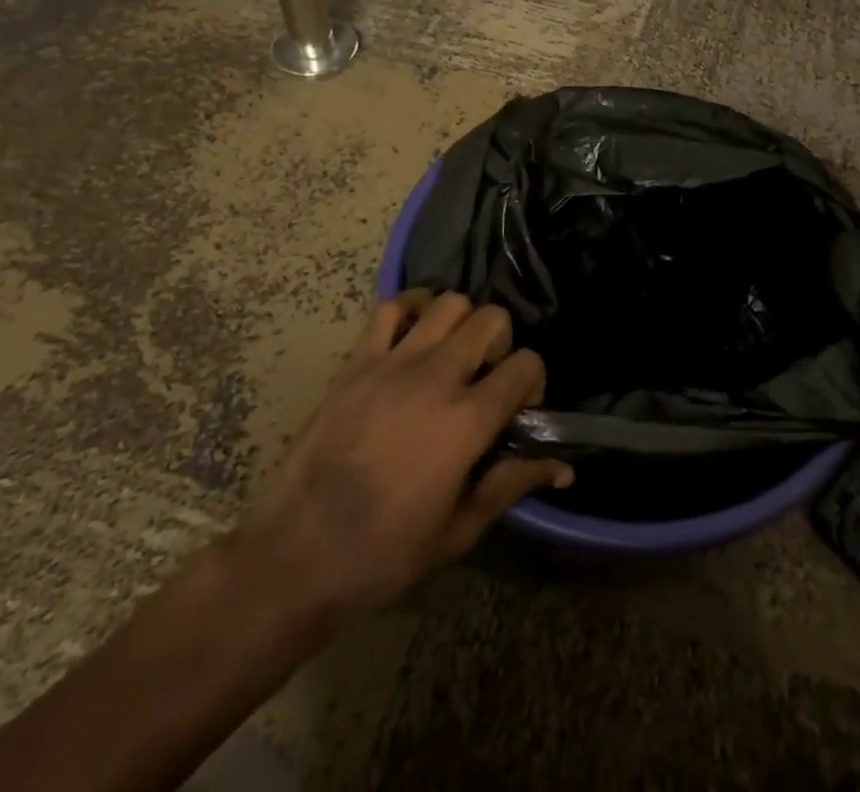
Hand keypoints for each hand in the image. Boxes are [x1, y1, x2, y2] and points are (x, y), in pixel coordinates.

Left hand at [225, 291, 569, 646]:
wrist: (295, 556)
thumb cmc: (383, 553)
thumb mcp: (459, 530)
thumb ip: (512, 484)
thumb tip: (565, 469)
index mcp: (468, 420)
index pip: (527, 364)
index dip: (533, 382)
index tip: (518, 411)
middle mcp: (437, 377)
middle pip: (492, 319)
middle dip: (501, 344)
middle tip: (485, 379)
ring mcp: (393, 363)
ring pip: (449, 302)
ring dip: (462, 323)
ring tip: (452, 356)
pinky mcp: (357, 361)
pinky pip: (391, 307)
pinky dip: (412, 308)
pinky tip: (415, 335)